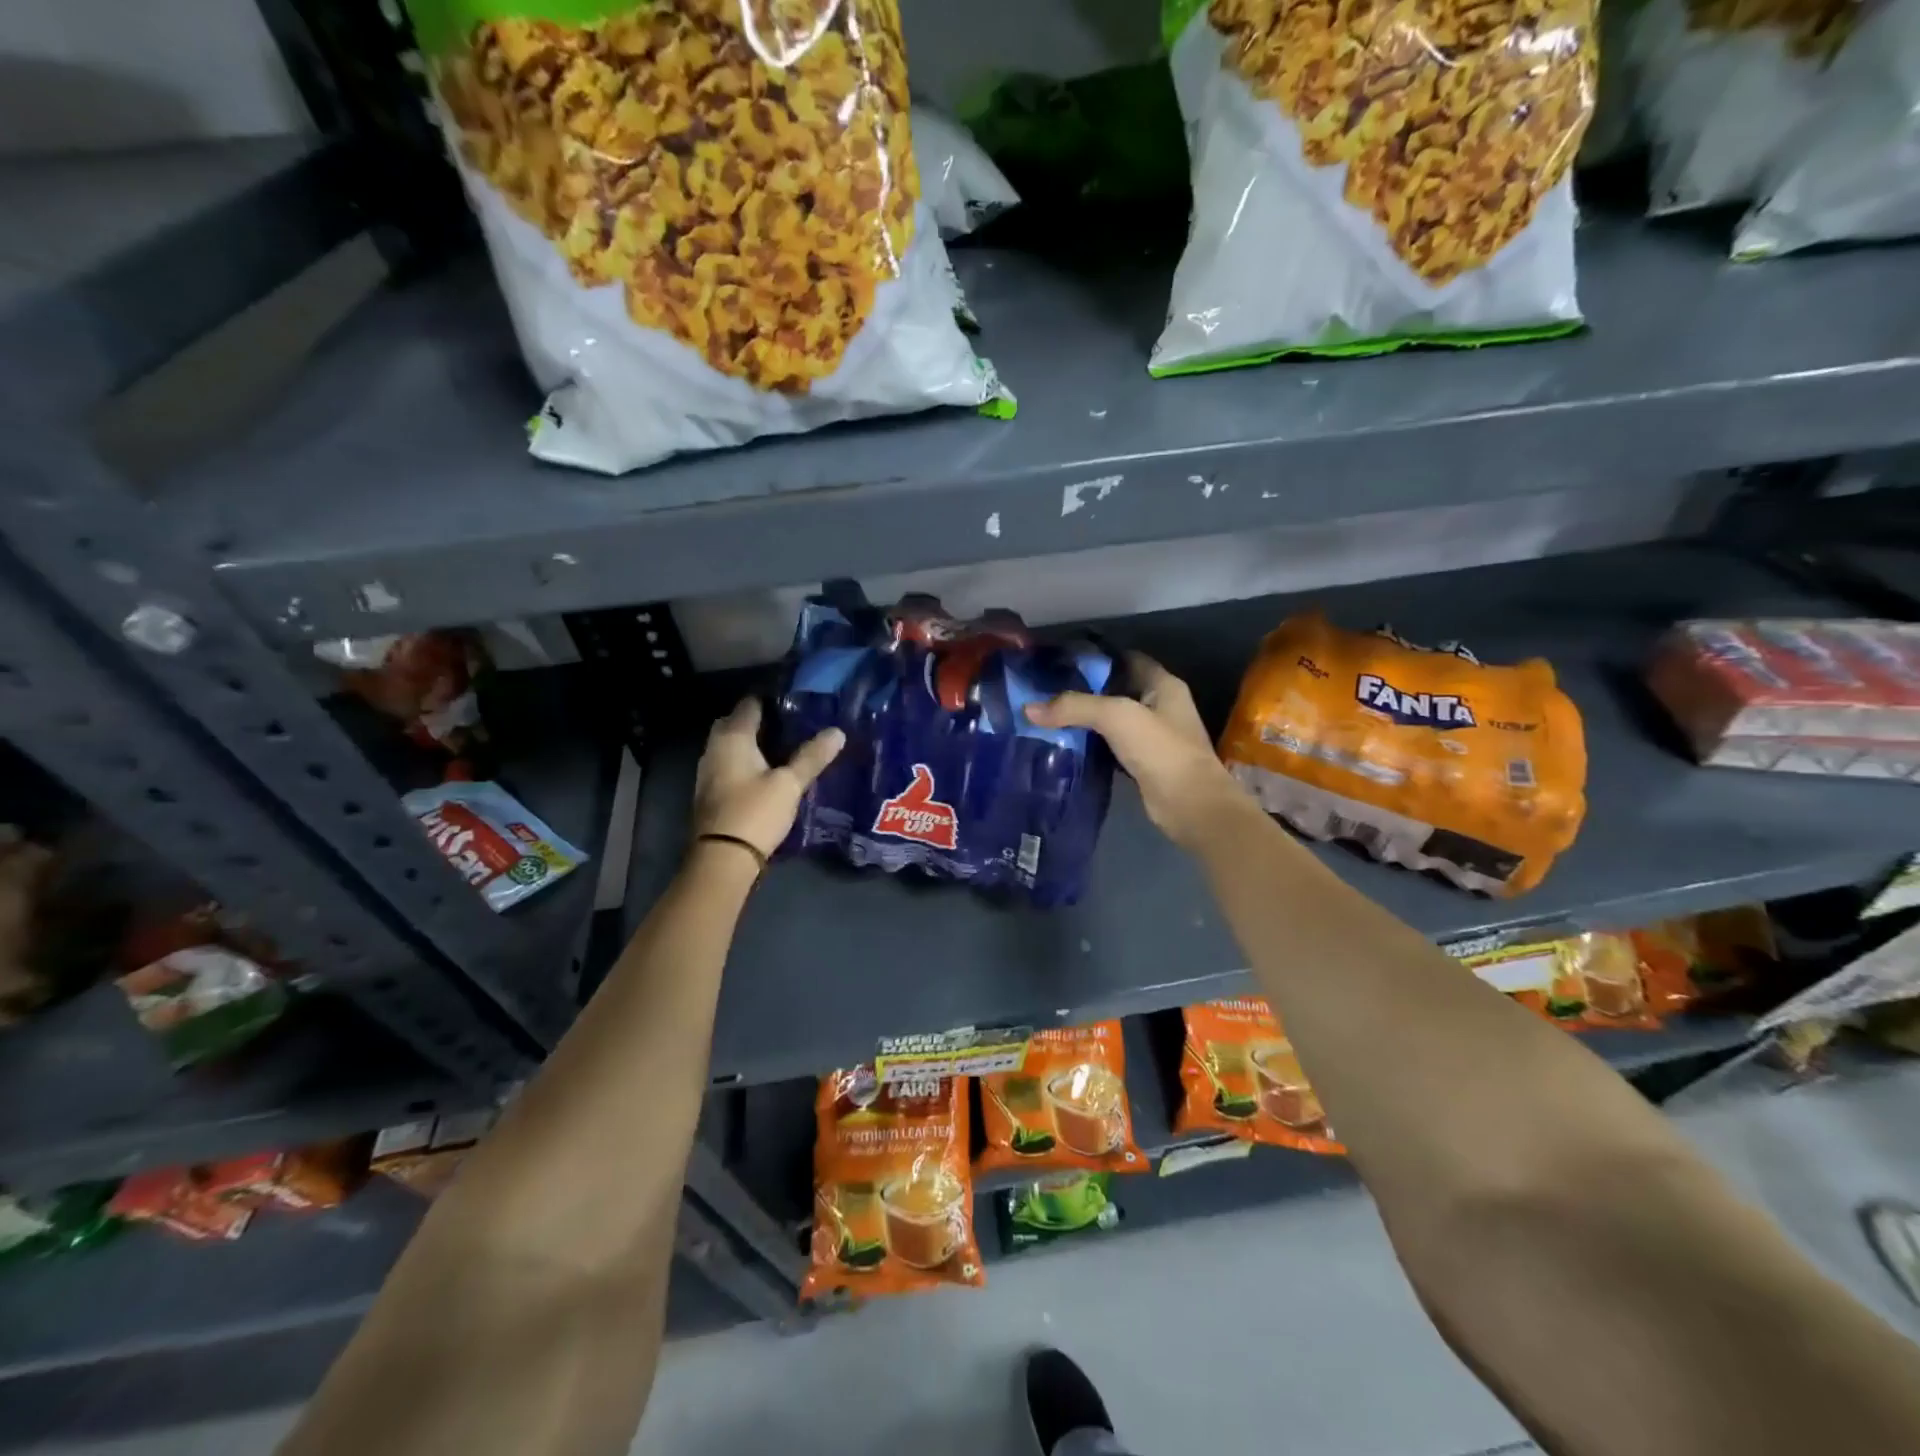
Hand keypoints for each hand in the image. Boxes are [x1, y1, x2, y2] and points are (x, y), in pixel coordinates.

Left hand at [692, 698, 844, 859]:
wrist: (723, 858)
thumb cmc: (755, 812)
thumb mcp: (790, 784)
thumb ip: (812, 757)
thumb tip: (838, 731)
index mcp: (733, 738)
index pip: (750, 705)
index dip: (771, 700)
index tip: (795, 702)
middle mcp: (714, 748)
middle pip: (735, 723)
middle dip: (759, 721)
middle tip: (790, 725)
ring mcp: (708, 771)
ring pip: (730, 746)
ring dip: (751, 743)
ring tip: (783, 748)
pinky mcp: (711, 792)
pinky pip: (728, 765)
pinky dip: (745, 762)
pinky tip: (766, 772)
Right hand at [1025, 653, 1251, 850]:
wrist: (1190, 806)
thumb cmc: (1161, 750)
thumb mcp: (1116, 717)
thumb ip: (1074, 707)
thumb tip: (1029, 709)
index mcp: (1163, 685)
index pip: (1125, 658)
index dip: (1096, 657)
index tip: (1060, 662)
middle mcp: (1160, 706)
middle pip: (1116, 689)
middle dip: (1084, 690)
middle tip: (1045, 690)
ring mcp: (1153, 737)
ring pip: (1112, 720)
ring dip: (1085, 720)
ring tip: (1048, 716)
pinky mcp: (1143, 763)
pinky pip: (1111, 746)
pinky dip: (1090, 745)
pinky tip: (1065, 746)